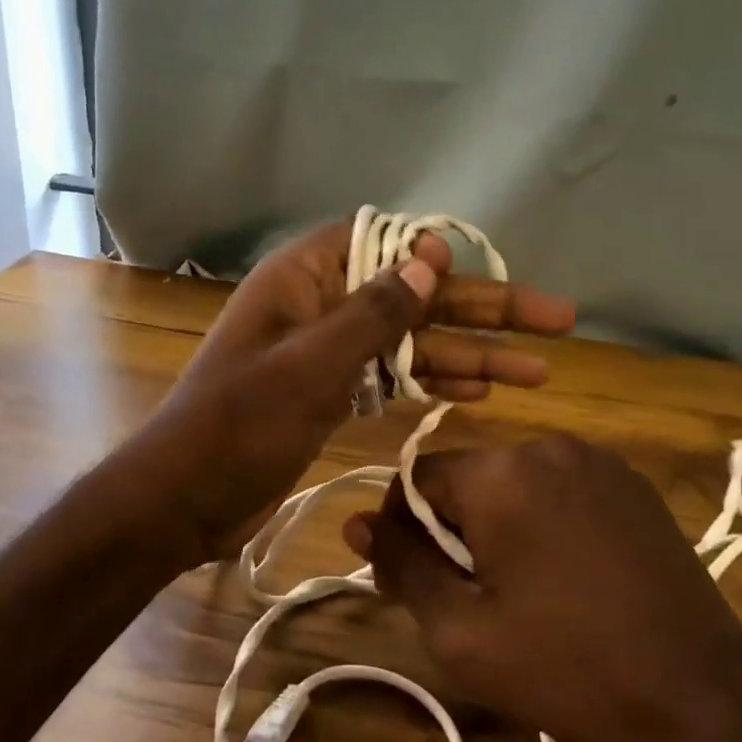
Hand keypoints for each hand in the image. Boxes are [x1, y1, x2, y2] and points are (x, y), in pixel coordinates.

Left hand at [137, 218, 574, 564]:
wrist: (184, 499)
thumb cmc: (241, 425)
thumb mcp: (311, 364)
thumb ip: (373, 312)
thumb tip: (429, 259)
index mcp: (304, 279)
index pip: (382, 242)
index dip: (436, 254)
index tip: (486, 270)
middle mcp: (321, 306)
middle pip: (413, 297)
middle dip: (483, 310)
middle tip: (556, 319)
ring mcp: (328, 353)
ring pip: (411, 342)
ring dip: (471, 354)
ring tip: (538, 370)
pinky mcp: (331, 395)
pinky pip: (392, 377)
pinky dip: (433, 382)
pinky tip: (480, 391)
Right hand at [344, 435, 741, 741]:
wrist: (700, 695)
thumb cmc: (566, 667)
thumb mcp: (460, 632)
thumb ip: (402, 566)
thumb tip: (356, 523)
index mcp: (500, 473)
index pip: (417, 479)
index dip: (401, 530)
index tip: (409, 581)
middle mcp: (548, 446)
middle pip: (467, 479)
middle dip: (451, 530)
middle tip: (464, 598)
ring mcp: (598, 461)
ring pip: (513, 483)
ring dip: (497, 525)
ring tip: (516, 591)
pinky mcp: (633, 485)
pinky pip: (560, 489)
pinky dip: (543, 521)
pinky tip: (566, 577)